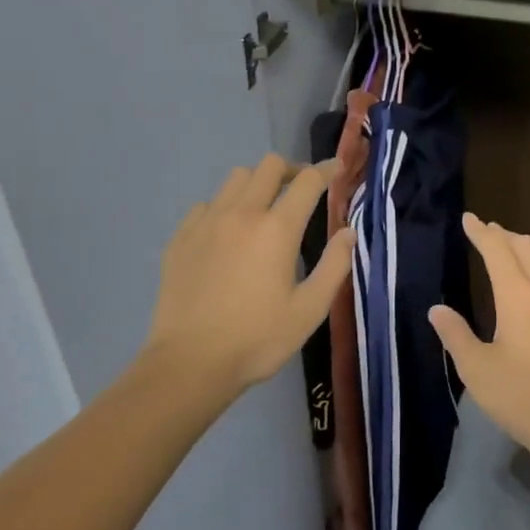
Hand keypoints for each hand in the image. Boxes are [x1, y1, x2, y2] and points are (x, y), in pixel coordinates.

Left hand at [141, 154, 353, 403]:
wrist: (190, 363)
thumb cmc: (257, 339)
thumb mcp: (310, 309)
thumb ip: (334, 265)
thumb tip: (348, 232)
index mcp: (277, 229)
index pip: (308, 181)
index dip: (328, 170)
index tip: (338, 169)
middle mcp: (241, 214)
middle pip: (269, 166)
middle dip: (291, 171)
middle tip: (301, 191)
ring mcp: (206, 223)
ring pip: (235, 179)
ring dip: (257, 185)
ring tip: (264, 209)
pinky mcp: (181, 237)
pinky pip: (206, 204)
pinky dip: (224, 207)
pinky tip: (227, 234)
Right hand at [429, 214, 529, 467]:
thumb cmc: (524, 398)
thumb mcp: (477, 371)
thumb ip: (456, 335)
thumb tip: (437, 310)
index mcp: (518, 295)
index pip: (497, 249)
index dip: (481, 231)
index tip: (469, 219)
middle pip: (526, 246)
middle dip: (503, 235)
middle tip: (487, 233)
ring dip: (529, 249)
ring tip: (515, 255)